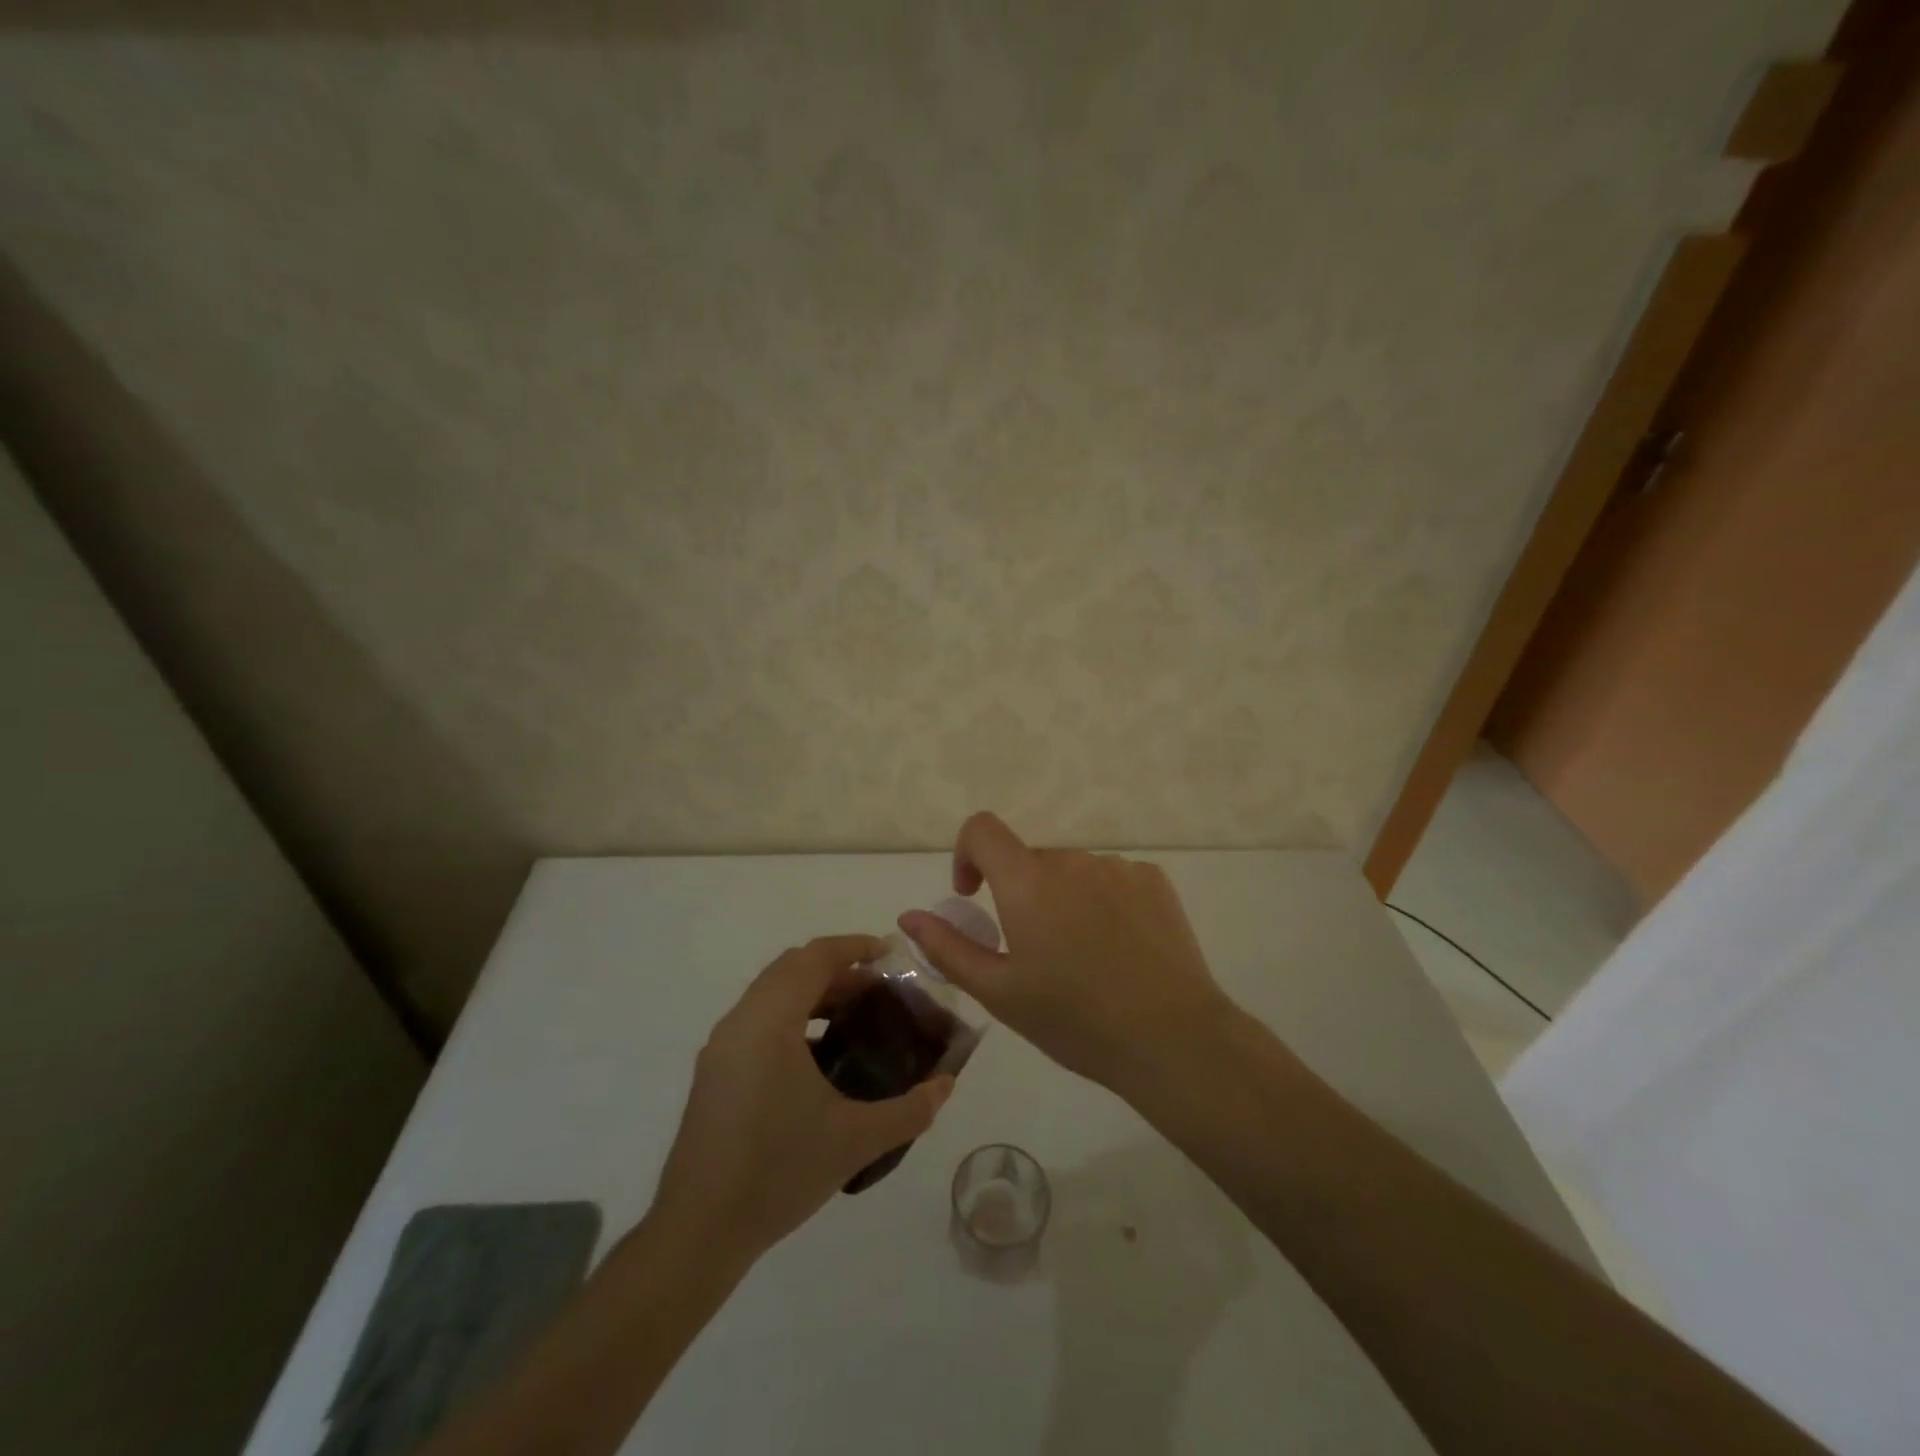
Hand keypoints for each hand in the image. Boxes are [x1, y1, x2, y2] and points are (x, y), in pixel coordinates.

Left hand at [651, 935, 953, 1265]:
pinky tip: (818, 1055)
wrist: (698, 1231)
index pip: (814, 958)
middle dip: (838, 968)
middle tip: (879, 989)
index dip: (854, 947)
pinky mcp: (714, 1070)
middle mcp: (741, 1021)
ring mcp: (722, 1045)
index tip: (890, 954)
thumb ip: (909, 1110)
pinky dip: (792, 1014)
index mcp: (770, 1022)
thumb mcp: (856, 1141)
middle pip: (792, 967)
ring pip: (772, 992)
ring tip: (854, 1017)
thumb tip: (946, 1085)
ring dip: (813, 991)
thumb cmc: (778, 1173)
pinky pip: (758, 1018)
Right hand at [899, 813, 1233, 1096]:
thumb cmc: (1075, 1021)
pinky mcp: (1154, 880)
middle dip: (1019, 894)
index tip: (973, 895)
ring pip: (1071, 871)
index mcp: (1028, 882)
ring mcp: (1117, 867)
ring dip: (1062, 899)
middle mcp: (1071, 860)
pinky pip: (1110, 878)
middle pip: (1028, 859)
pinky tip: (1119, 949)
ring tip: (1082, 958)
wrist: (1172, 1040)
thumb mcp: (1000, 993)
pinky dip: (1101, 901)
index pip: (982, 828)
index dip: (967, 854)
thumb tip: (909, 916)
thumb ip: (948, 948)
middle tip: (1034, 954)